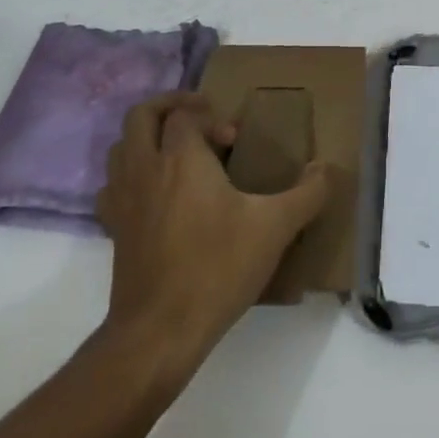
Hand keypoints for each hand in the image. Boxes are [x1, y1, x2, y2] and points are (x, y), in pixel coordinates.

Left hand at [97, 92, 330, 368]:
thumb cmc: (218, 267)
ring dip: (146, 138)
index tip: (234, 140)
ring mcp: (123, 199)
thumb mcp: (275, 227)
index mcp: (181, 158)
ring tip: (177, 153)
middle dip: (169, 107)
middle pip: (141, 116)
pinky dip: (130, 176)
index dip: (210, 116)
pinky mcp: (114, 229)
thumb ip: (308, 193)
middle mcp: (145, 169)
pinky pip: (113, 185)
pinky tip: (155, 195)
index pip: (184, 114)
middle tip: (199, 118)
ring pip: (121, 147)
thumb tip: (326, 168)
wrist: (161, 330)